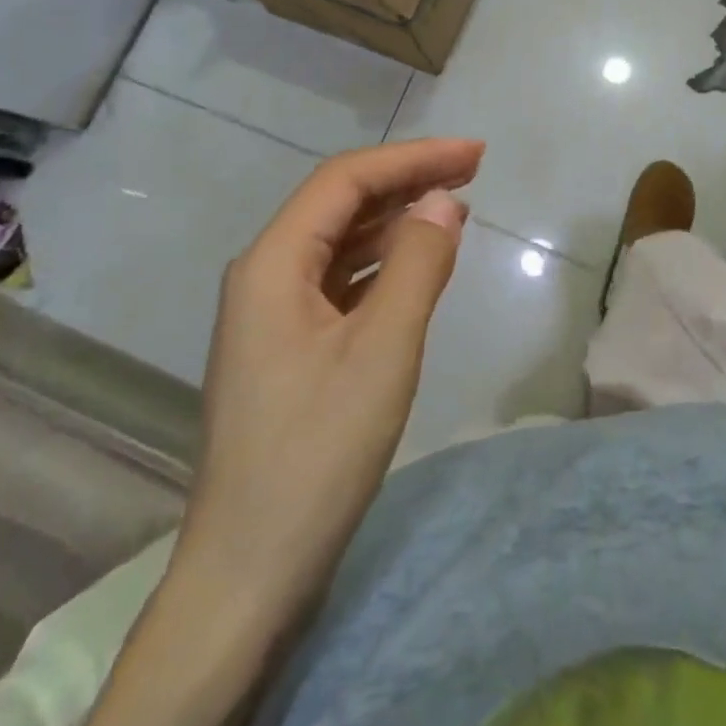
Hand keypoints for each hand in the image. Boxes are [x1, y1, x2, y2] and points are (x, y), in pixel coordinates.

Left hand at [179, 138, 483, 606]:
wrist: (250, 570)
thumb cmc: (317, 455)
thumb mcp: (382, 351)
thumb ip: (417, 265)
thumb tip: (442, 200)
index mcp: (272, 265)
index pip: (345, 180)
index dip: (413, 158)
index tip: (475, 155)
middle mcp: (264, 276)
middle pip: (340, 203)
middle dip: (407, 180)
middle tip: (473, 170)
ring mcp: (272, 313)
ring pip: (341, 241)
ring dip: (397, 218)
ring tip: (456, 208)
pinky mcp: (288, 346)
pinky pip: (340, 280)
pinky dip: (384, 262)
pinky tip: (418, 264)